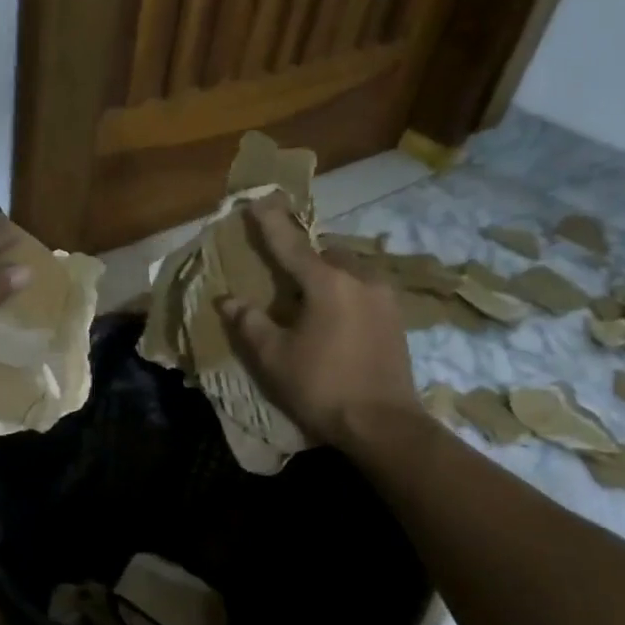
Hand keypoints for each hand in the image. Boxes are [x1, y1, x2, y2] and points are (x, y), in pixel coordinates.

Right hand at [214, 196, 420, 450]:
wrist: (384, 425)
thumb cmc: (321, 388)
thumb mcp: (274, 358)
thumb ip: (250, 323)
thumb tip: (228, 300)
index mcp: (328, 283)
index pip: (291, 244)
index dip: (270, 223)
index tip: (257, 200)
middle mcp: (361, 279)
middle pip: (326, 254)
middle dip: (303, 256)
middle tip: (283, 274)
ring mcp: (384, 298)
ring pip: (349, 270)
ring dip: (327, 275)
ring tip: (308, 298)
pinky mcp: (396, 318)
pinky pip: (364, 289)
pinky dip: (345, 292)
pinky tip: (335, 317)